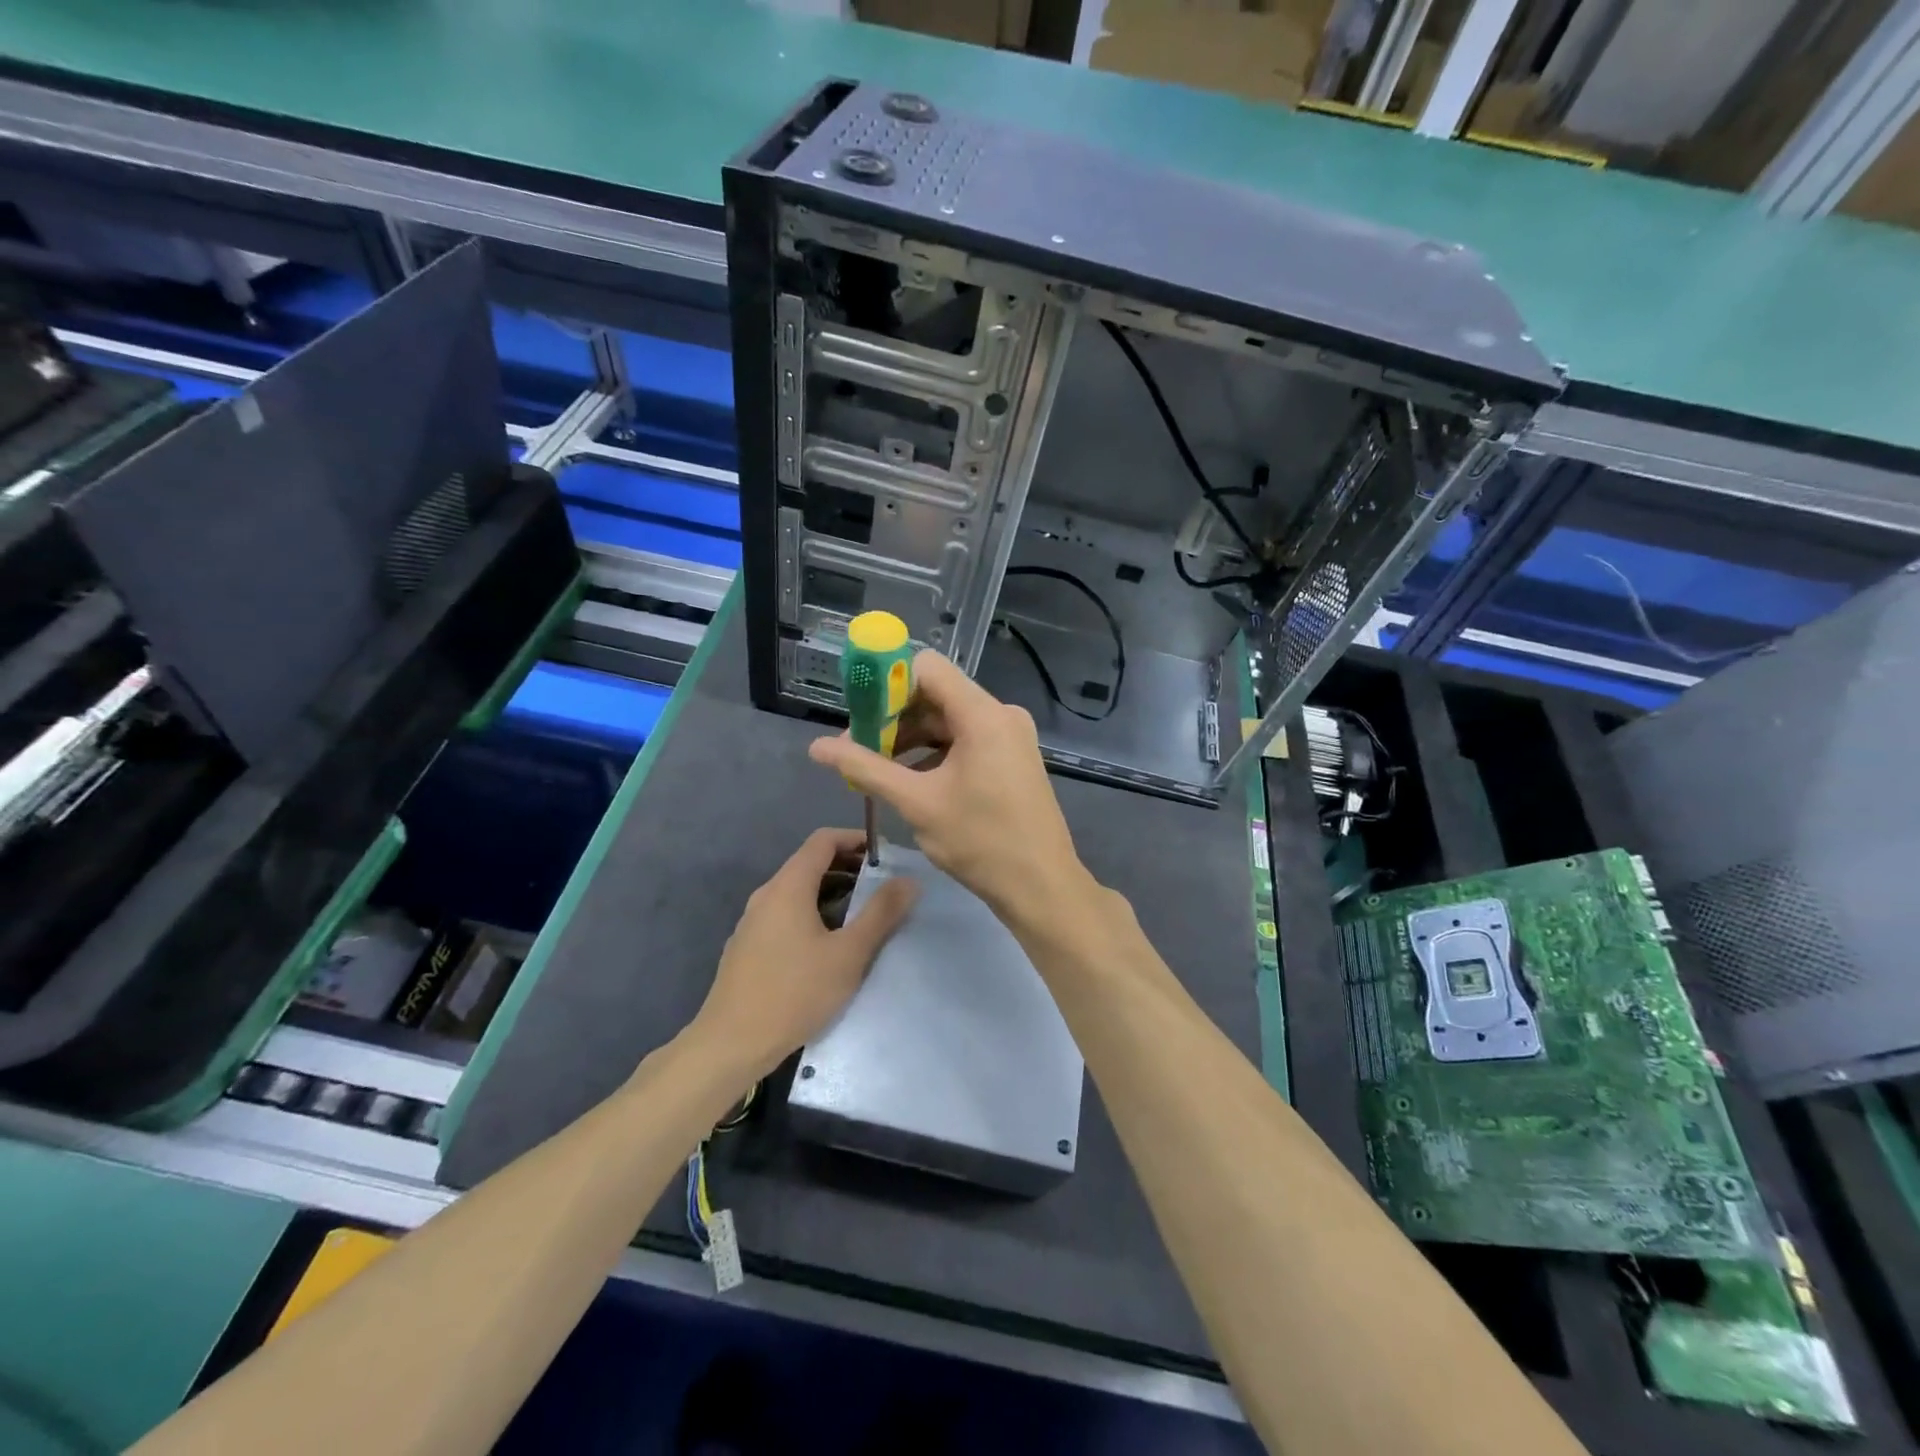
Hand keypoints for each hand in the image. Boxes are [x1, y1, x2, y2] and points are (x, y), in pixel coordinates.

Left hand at [691, 828, 917, 1078]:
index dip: (855, 839)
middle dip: (848, 867)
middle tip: (883, 885)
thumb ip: (881, 913)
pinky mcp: (748, 946)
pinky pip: (786, 914)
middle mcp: (767, 895)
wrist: (731, 1044)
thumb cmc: (795, 993)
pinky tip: (830, 944)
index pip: (823, 840)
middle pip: (810, 863)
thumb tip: (909, 880)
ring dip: (832, 892)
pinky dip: (813, 912)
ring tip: (864, 914)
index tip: (885, 854)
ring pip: (798, 891)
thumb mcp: (849, 954)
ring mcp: (753, 921)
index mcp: (788, 886)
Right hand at [807, 651, 1093, 922]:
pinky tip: (909, 780)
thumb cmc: (980, 841)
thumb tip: (817, 748)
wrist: (1041, 886)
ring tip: (876, 769)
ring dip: (911, 739)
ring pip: (949, 720)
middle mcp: (1001, 714)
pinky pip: (966, 740)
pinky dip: (935, 753)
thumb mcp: (917, 803)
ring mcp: (1010, 736)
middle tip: (858, 749)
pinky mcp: (1012, 757)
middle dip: (893, 717)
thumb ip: (866, 768)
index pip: (927, 668)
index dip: (888, 683)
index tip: (858, 713)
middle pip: (936, 695)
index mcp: (983, 714)